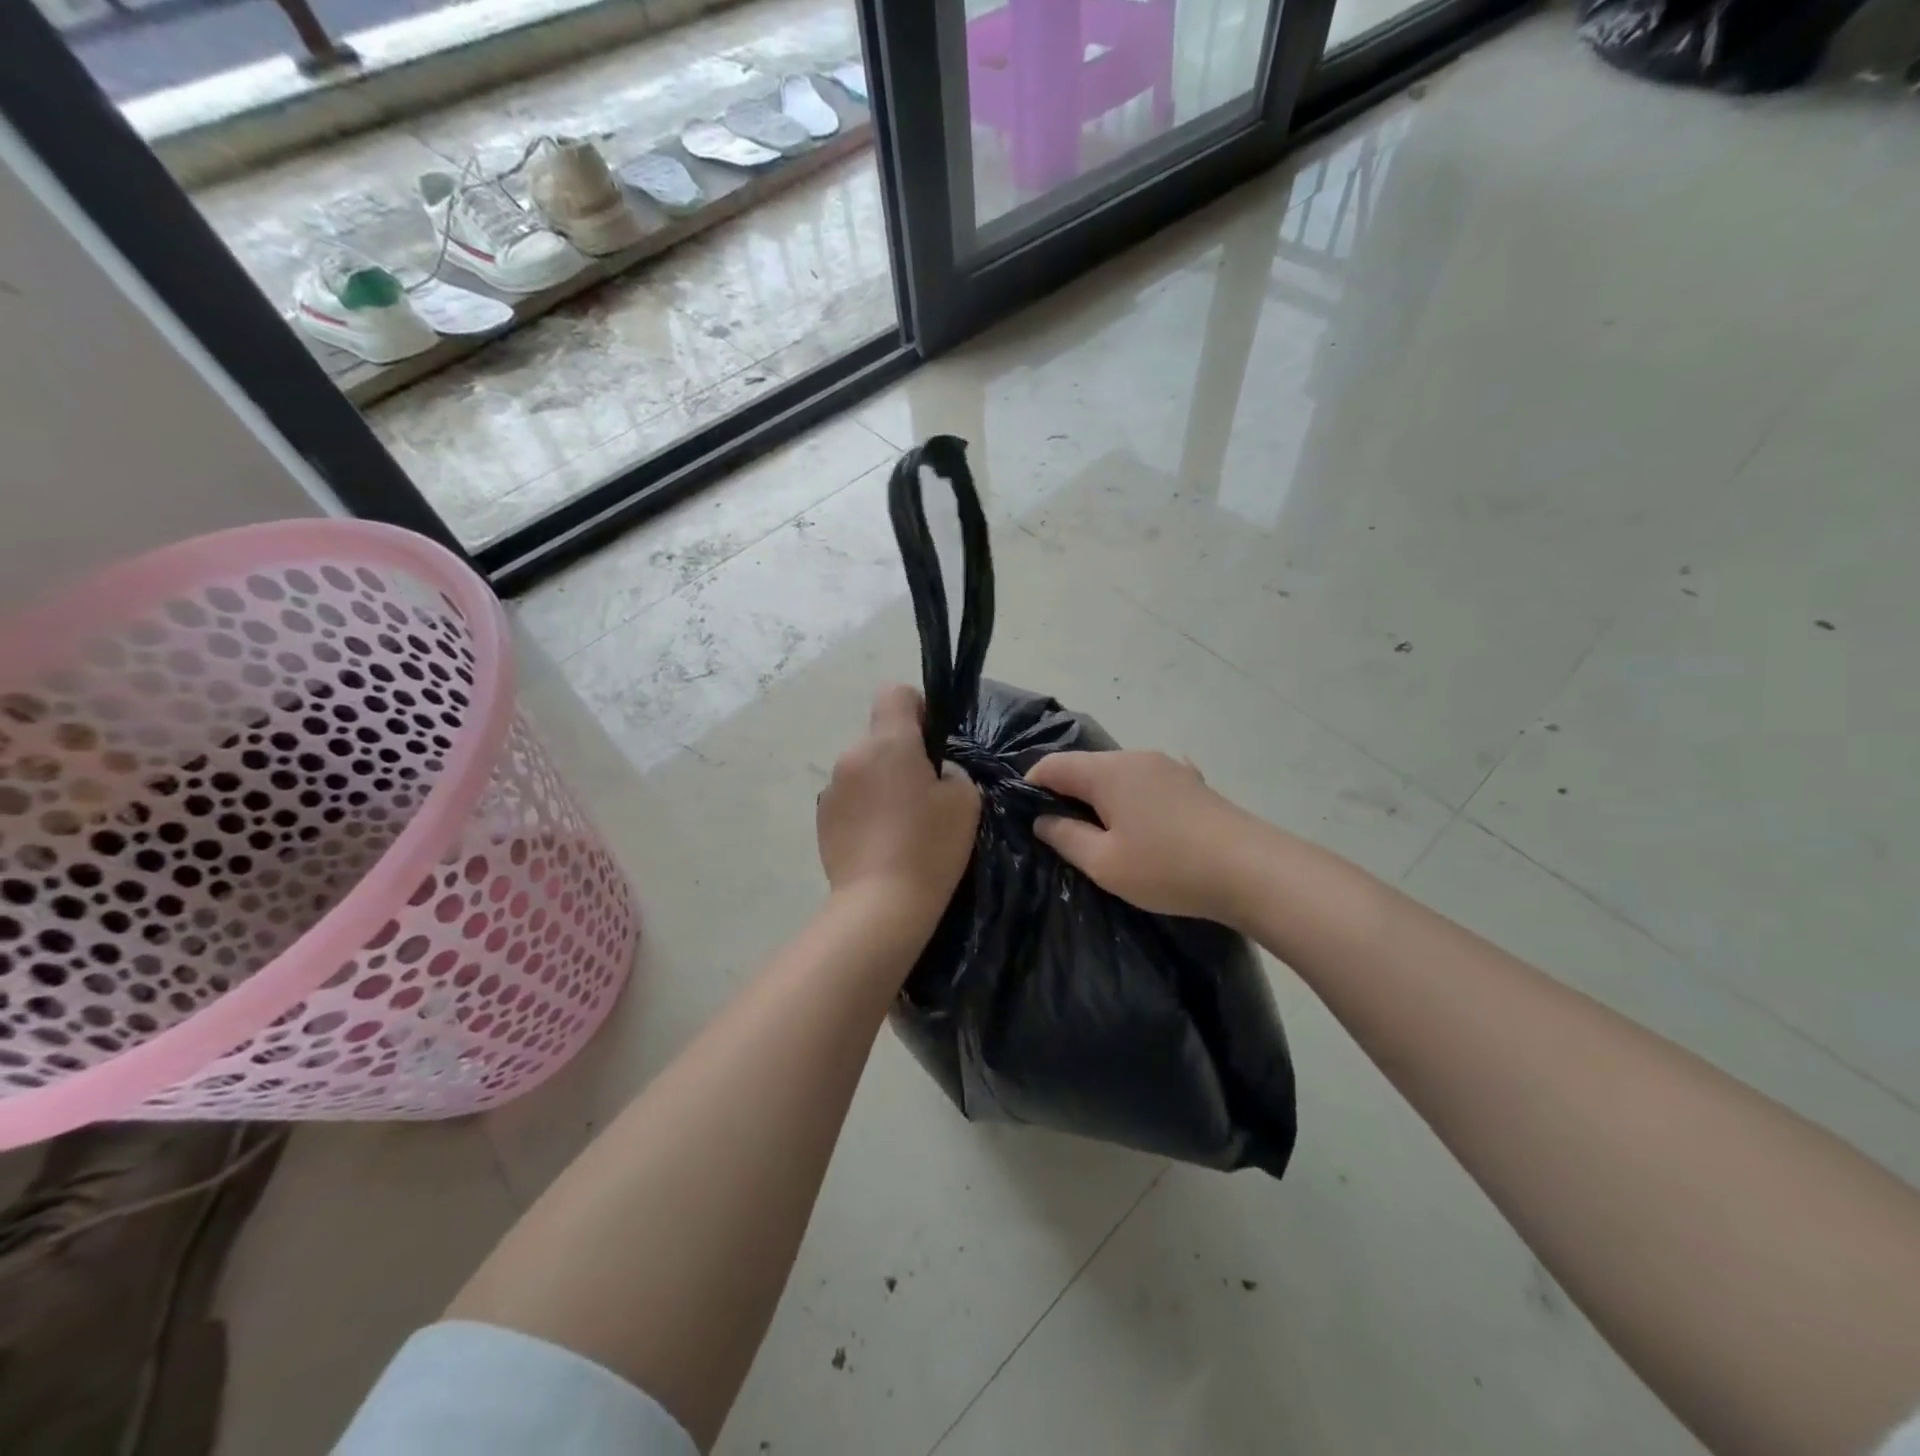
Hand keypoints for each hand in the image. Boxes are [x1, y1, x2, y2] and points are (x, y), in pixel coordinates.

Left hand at [817, 686, 980, 921]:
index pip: (894, 693)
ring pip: (865, 769)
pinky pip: (850, 798)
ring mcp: (832, 788)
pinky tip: (881, 842)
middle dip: (902, 755)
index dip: (918, 707)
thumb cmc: (930, 846)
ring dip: (882, 783)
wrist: (881, 904)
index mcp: (888, 743)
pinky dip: (865, 809)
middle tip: (926, 795)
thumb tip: (932, 772)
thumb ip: (951, 771)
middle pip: (881, 737)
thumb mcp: (965, 800)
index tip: (932, 740)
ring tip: (902, 825)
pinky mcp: (822, 818)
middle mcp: (853, 756)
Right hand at [1026, 750, 1263, 925]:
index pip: (1052, 765)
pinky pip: (1147, 784)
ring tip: (1101, 834)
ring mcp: (1169, 767)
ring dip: (1101, 798)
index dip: (1031, 786)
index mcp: (1108, 771)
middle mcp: (1135, 757)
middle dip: (1067, 794)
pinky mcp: (1193, 783)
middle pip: (1086, 767)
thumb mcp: (1105, 863)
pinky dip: (1133, 799)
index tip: (1024, 816)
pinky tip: (1142, 823)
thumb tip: (1041, 819)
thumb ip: (1065, 837)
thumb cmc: (1168, 868)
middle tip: (1060, 834)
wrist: (1253, 870)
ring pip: (1118, 775)